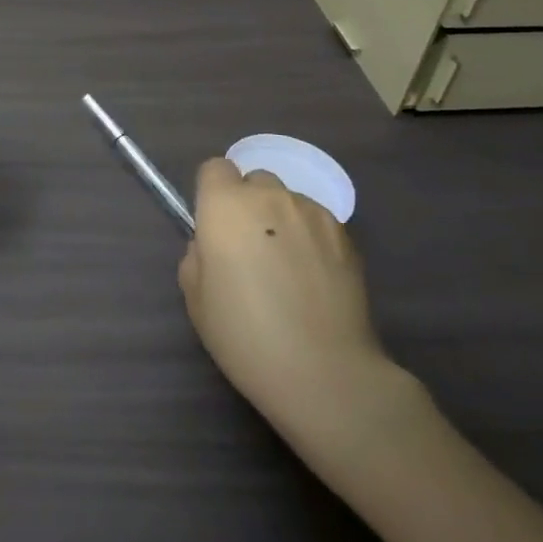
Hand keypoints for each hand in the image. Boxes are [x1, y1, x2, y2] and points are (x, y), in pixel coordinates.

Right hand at [179, 159, 413, 458]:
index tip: (214, 227)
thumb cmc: (245, 335)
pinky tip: (314, 280)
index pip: (214, 168)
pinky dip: (311, 239)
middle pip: (255, 181)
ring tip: (288, 270)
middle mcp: (270, 197)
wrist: (324, 373)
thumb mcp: (196, 298)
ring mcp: (313, 214)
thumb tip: (213, 243)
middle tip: (249, 251)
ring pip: (288, 202)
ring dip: (282, 222)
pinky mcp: (347, 236)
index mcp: (225, 205)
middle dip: (248, 205)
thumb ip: (198, 255)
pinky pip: (317, 224)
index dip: (212, 194)